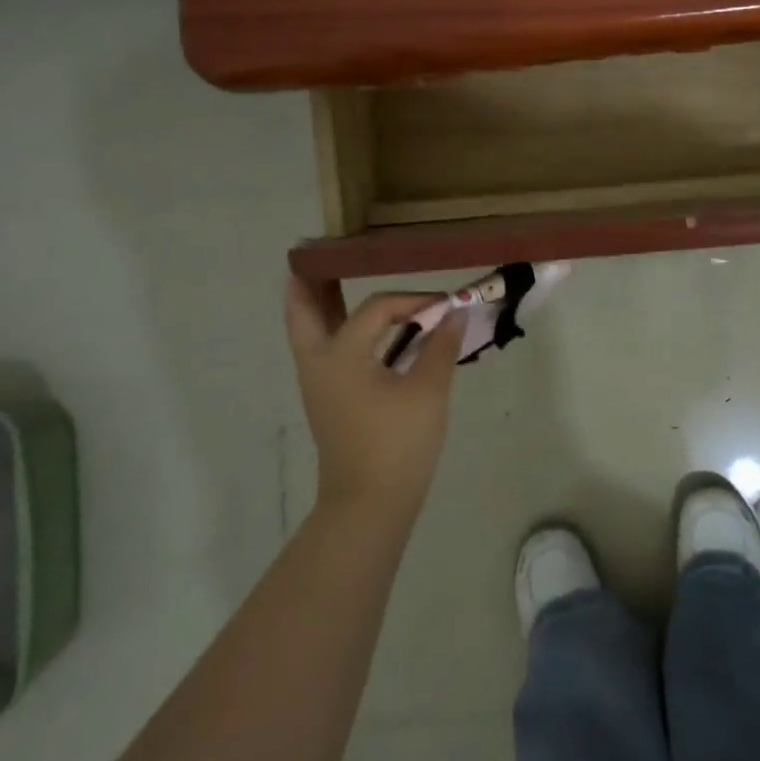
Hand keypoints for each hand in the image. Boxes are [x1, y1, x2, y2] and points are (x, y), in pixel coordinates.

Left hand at [283, 278, 466, 517]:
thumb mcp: (428, 391)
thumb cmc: (398, 444)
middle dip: (309, 282)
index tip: (444, 303)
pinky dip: (334, 330)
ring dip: (318, 305)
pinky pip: (323, 351)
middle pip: (303, 310)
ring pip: (309, 332)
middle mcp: (318, 362)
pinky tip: (362, 331)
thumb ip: (441, 346)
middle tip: (315, 255)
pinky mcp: (327, 401)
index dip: (412, 300)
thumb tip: (455, 312)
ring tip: (329, 281)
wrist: (369, 505)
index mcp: (340, 353)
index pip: (377, 308)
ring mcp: (318, 384)